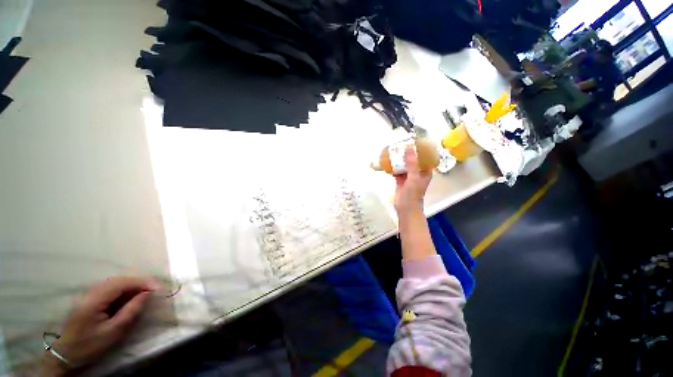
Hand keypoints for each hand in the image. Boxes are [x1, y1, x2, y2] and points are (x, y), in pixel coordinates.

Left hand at [42, 277, 156, 373]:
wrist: (66, 354)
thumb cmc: (90, 345)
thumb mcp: (113, 331)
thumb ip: (130, 311)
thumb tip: (147, 294)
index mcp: (94, 300)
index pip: (121, 283)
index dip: (141, 282)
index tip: (158, 288)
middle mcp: (90, 293)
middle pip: (118, 280)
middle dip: (138, 282)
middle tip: (154, 289)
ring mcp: (88, 295)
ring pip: (113, 282)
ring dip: (131, 285)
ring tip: (144, 292)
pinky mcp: (89, 299)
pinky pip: (109, 288)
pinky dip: (123, 289)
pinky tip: (129, 296)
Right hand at [394, 147, 431, 214]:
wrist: (405, 208)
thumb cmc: (413, 194)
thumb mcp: (413, 177)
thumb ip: (412, 164)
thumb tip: (409, 148)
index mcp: (425, 172)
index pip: (425, 158)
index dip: (422, 150)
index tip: (415, 141)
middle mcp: (418, 173)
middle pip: (414, 161)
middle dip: (408, 154)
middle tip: (402, 145)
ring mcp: (409, 177)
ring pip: (405, 166)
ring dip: (400, 160)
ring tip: (395, 151)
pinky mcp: (401, 181)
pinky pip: (398, 172)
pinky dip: (394, 168)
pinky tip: (389, 162)